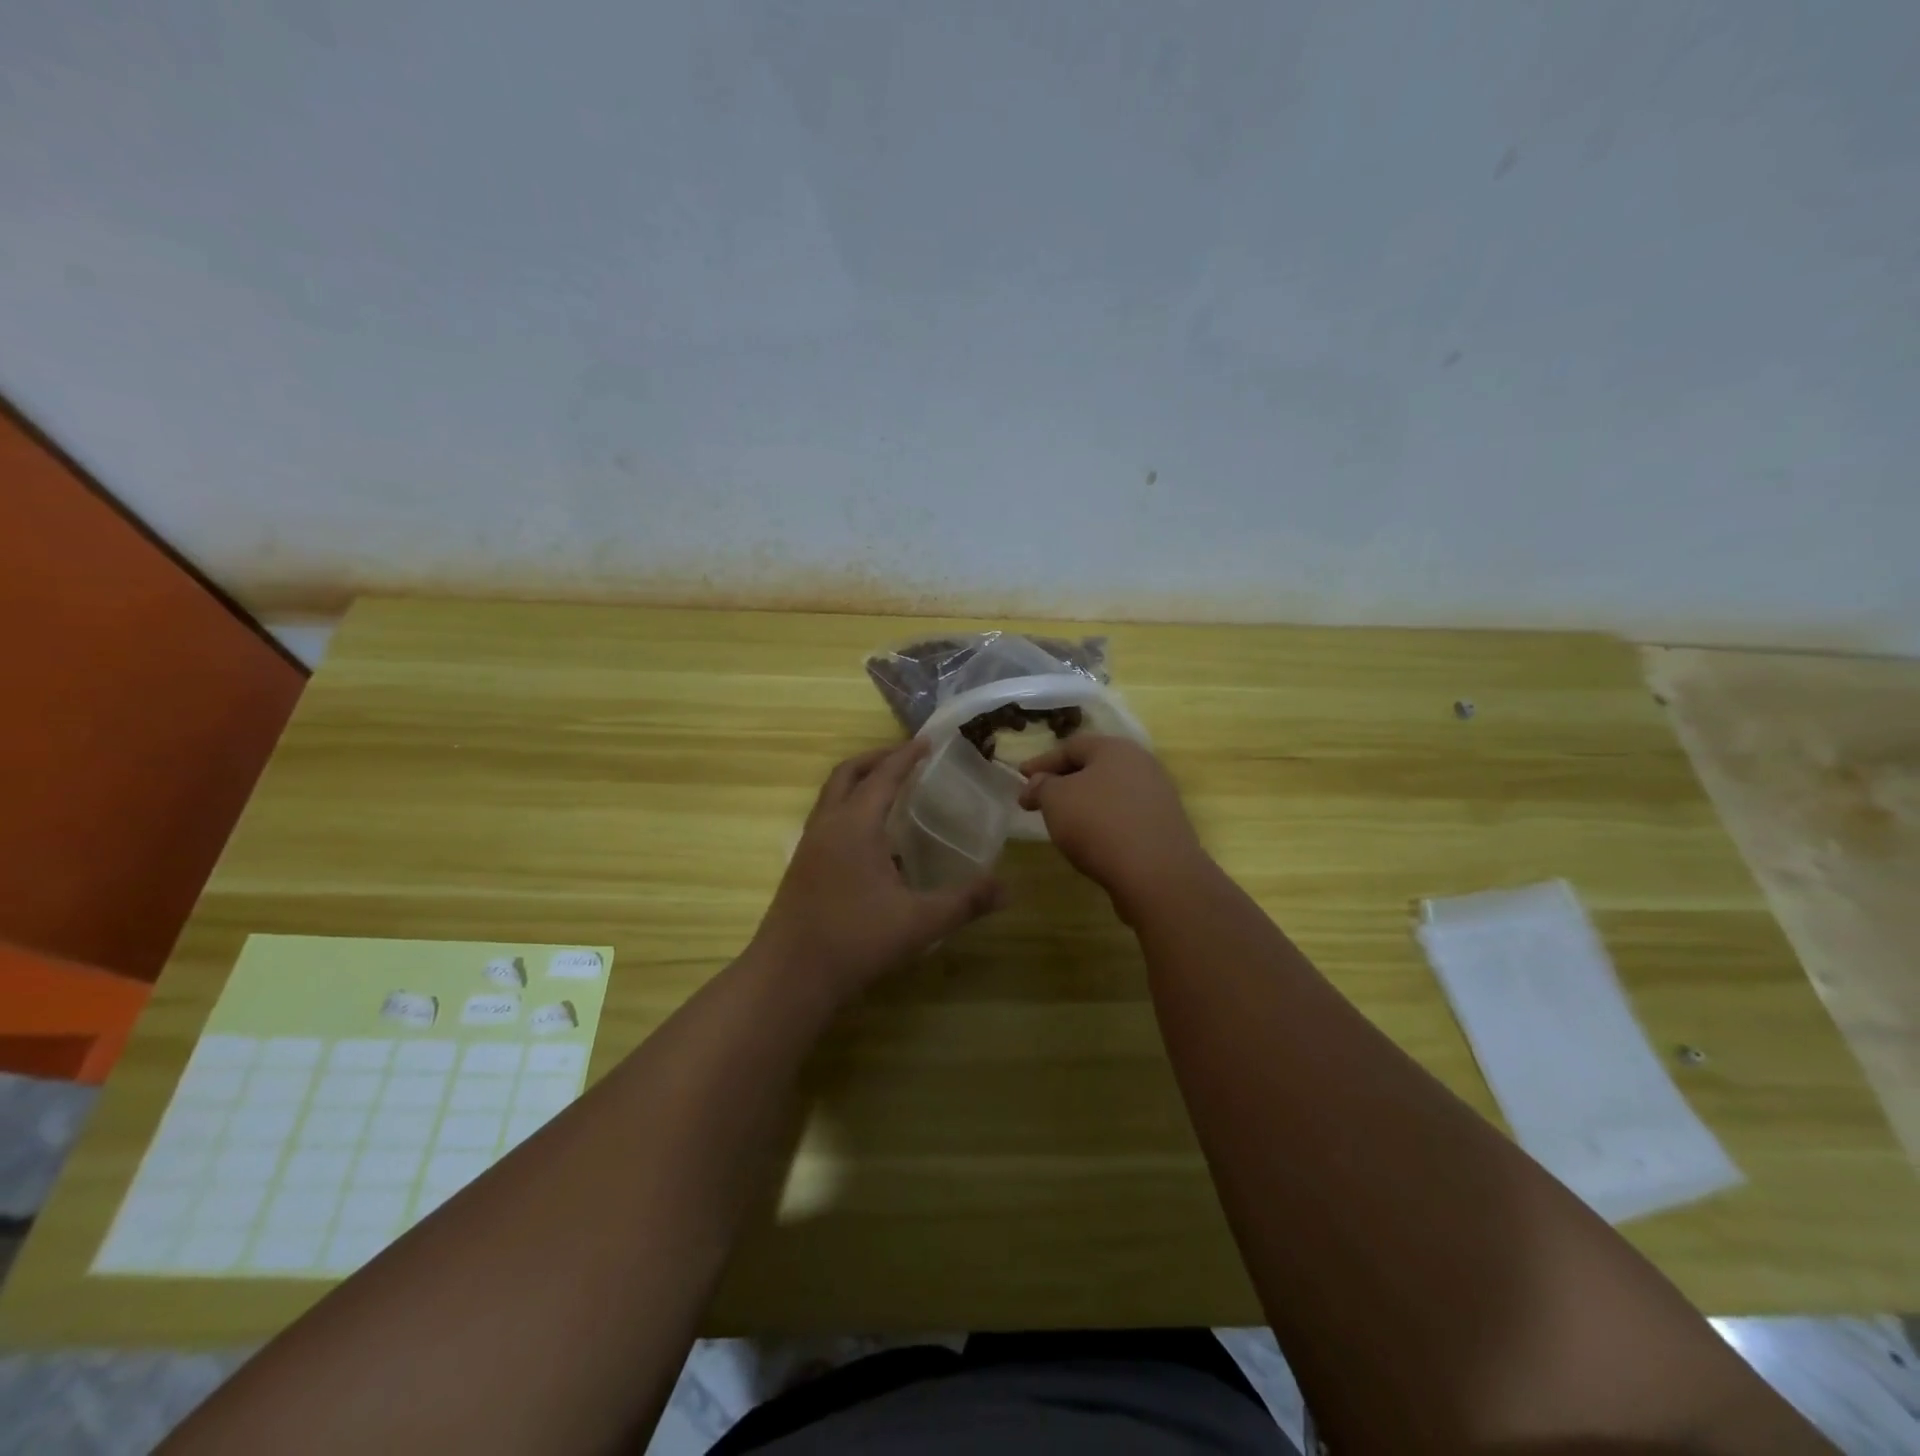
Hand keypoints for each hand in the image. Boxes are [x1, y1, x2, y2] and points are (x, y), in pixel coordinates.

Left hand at [751, 741, 1005, 998]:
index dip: (906, 756)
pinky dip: (849, 809)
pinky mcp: (802, 866)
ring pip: (832, 795)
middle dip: (877, 759)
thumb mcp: (920, 922)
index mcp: (855, 825)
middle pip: (848, 773)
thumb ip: (965, 902)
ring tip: (890, 792)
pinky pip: (827, 818)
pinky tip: (872, 840)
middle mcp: (828, 825)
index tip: (927, 741)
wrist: (790, 976)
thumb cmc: (855, 941)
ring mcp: (809, 845)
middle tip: (907, 759)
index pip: (883, 776)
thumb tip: (1007, 889)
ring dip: (859, 782)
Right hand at [1018, 735, 1210, 910]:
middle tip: (1039, 799)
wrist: (1157, 873)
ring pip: (1110, 792)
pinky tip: (1091, 840)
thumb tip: (1038, 783)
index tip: (1020, 778)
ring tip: (1062, 822)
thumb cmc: (1099, 824)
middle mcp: (1141, 764)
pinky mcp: (1164, 826)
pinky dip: (1103, 822)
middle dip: (1063, 781)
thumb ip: (1041, 786)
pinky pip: (1124, 815)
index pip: (1070, 746)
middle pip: (1093, 767)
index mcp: (1115, 748)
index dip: (1041, 762)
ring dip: (1083, 803)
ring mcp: (1157, 796)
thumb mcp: (1056, 800)